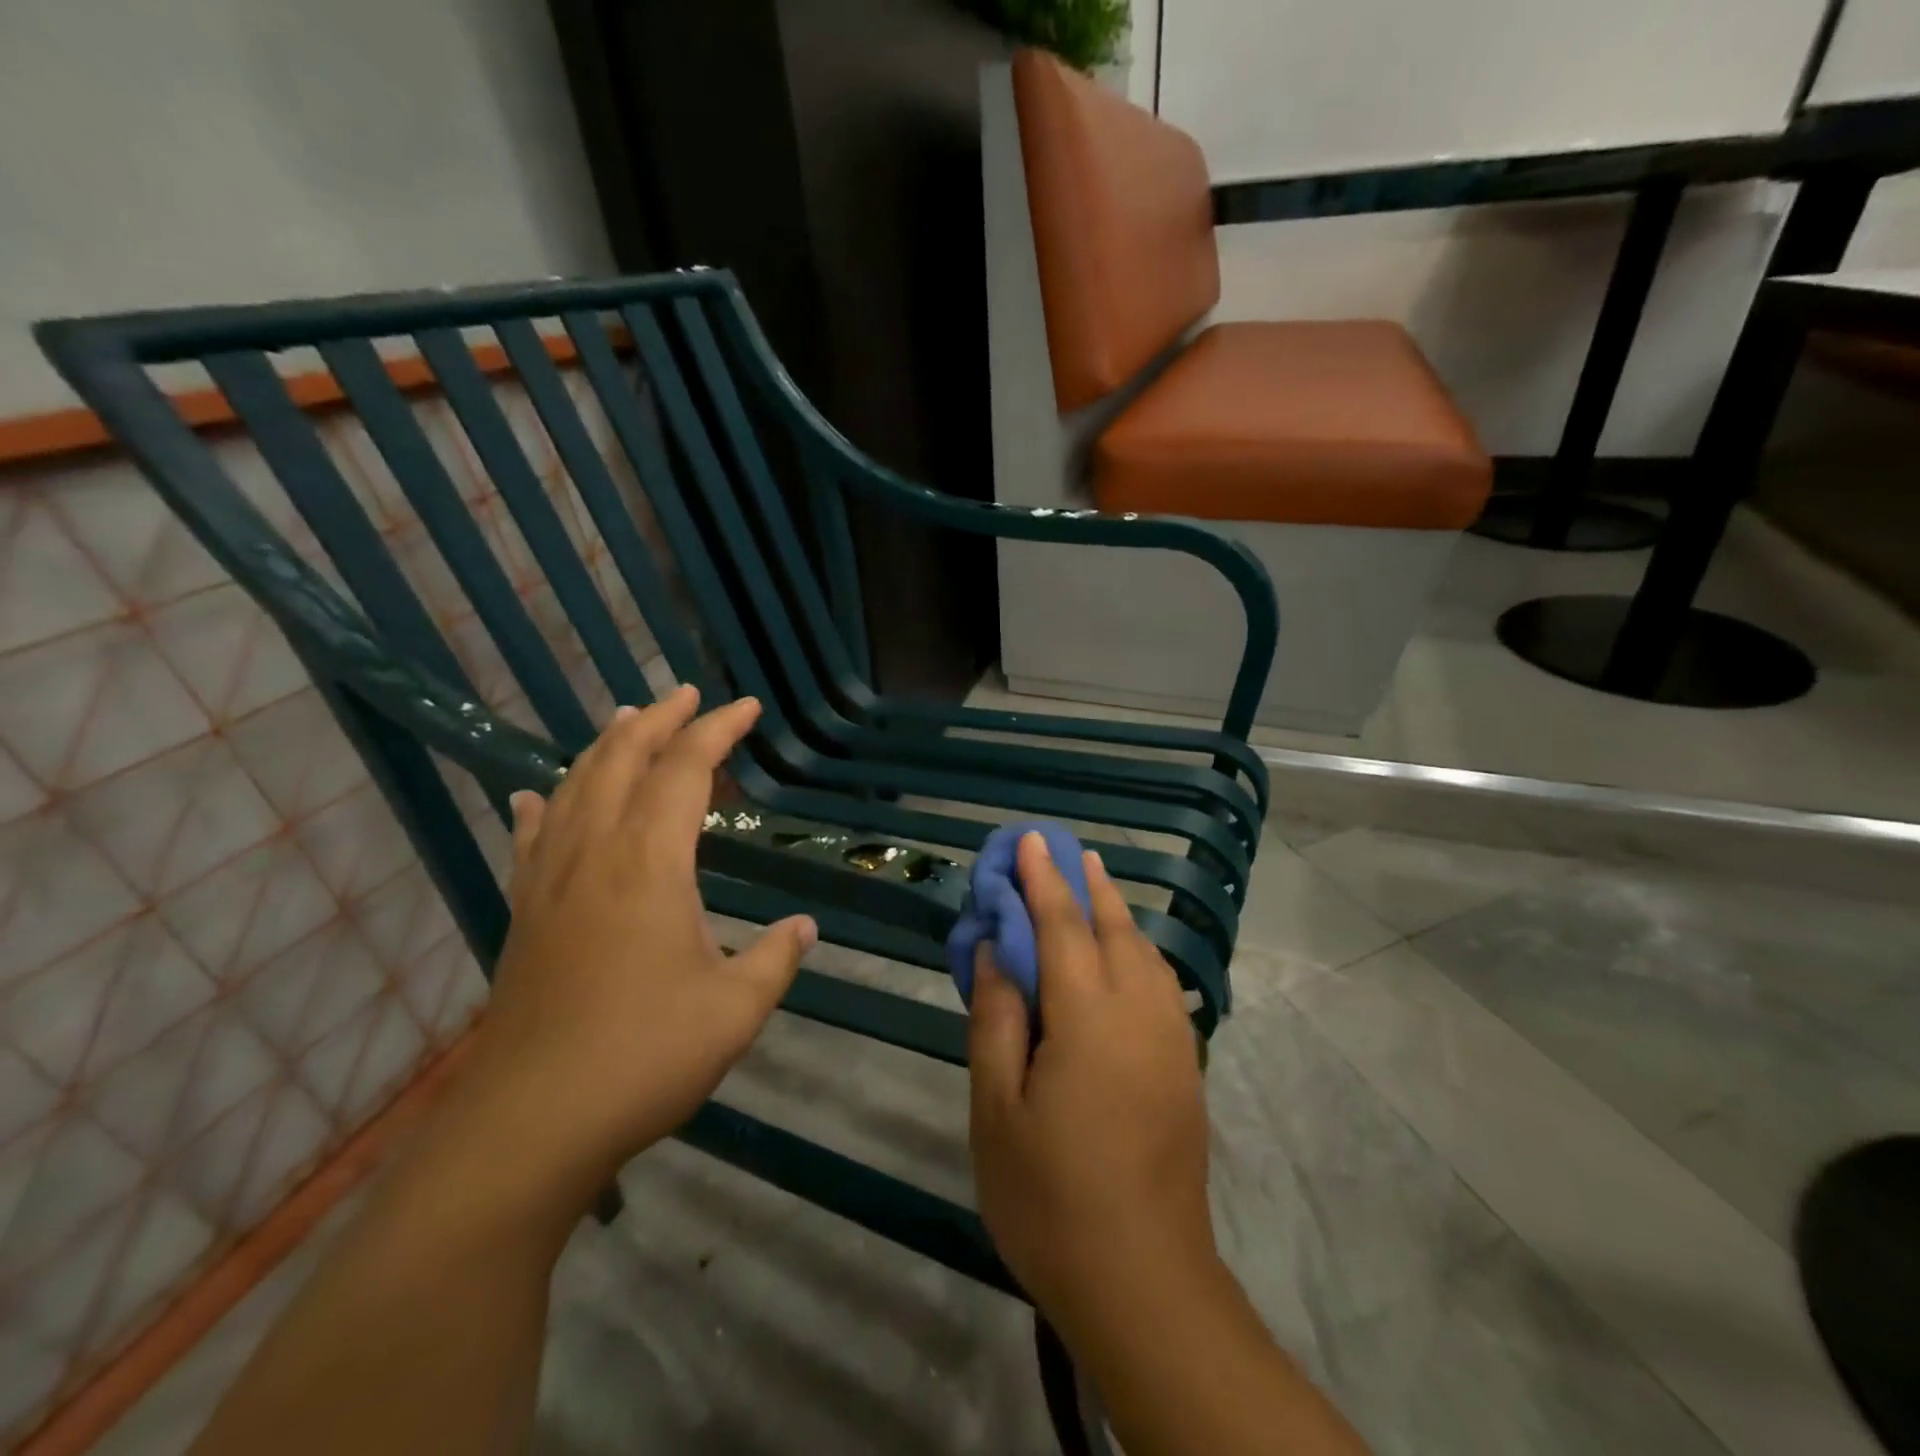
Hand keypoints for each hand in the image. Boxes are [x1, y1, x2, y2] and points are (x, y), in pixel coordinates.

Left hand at [467, 686, 814, 1190]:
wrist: (529, 1124)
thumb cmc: (643, 1056)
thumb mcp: (735, 1009)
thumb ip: (776, 959)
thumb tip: (804, 927)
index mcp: (649, 863)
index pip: (685, 770)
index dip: (717, 731)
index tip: (746, 707)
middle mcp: (594, 854)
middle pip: (621, 761)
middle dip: (658, 720)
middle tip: (687, 695)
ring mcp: (550, 882)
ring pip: (574, 788)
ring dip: (604, 747)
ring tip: (626, 721)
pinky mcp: (523, 914)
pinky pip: (530, 839)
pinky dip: (541, 806)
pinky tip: (534, 796)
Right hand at [967, 832, 1215, 1341]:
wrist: (1144, 1281)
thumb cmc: (1050, 1196)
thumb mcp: (997, 1108)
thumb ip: (997, 1018)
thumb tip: (996, 951)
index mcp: (1087, 1017)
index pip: (1061, 925)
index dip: (1042, 880)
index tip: (1030, 840)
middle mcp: (1138, 1013)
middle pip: (1112, 928)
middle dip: (1086, 884)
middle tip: (1065, 850)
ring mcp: (1170, 1039)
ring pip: (1144, 952)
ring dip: (1116, 912)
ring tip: (1093, 886)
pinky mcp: (1186, 1067)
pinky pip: (1160, 983)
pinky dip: (1137, 950)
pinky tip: (1125, 954)